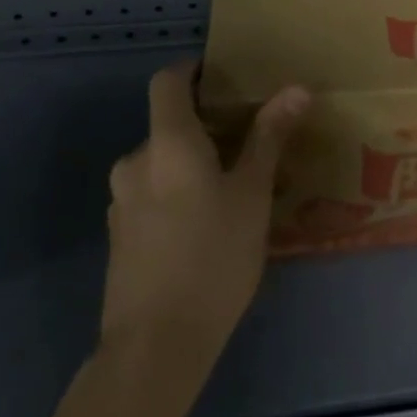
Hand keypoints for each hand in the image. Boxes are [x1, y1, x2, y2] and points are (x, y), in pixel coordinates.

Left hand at [101, 61, 308, 385]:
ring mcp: (122, 201)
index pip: (168, 81)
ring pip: (162, 163)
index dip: (193, 70)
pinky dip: (179, 192)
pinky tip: (209, 224)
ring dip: (194, 163)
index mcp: (167, 143)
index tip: (226, 77)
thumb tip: (296, 88)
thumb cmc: (213, 257)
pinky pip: (153, 194)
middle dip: (207, 126)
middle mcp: (135, 162)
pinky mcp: (120, 236)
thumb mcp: (253, 193)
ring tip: (237, 186)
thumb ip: (270, 137)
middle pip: (168, 124)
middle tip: (251, 142)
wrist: (155, 347)